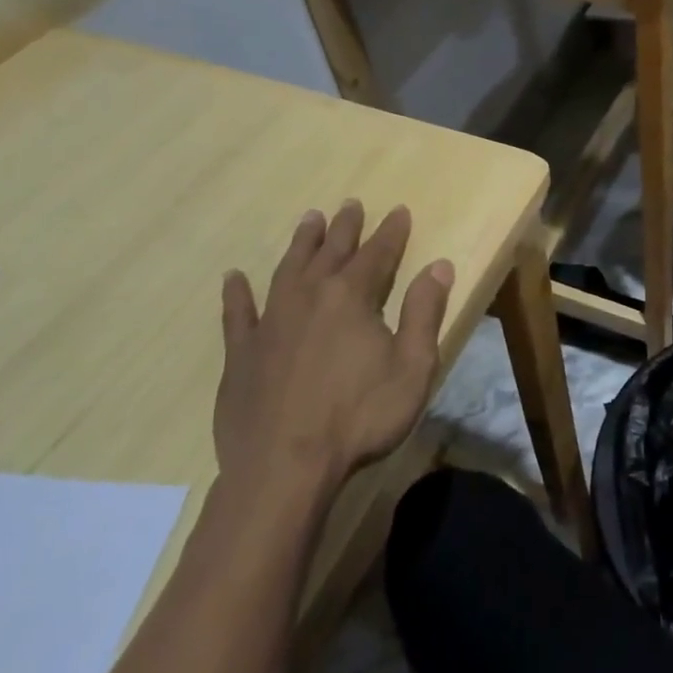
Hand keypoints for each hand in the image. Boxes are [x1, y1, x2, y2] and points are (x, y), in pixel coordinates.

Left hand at [216, 201, 454, 491]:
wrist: (283, 469)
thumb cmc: (359, 418)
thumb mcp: (412, 367)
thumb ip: (425, 312)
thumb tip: (439, 266)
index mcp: (351, 298)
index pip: (377, 254)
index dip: (391, 232)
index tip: (398, 210)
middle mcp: (308, 297)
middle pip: (330, 252)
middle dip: (345, 227)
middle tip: (350, 204)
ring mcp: (270, 323)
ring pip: (287, 270)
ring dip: (301, 244)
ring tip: (309, 220)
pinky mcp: (241, 354)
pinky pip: (237, 314)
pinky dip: (236, 294)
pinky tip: (233, 279)